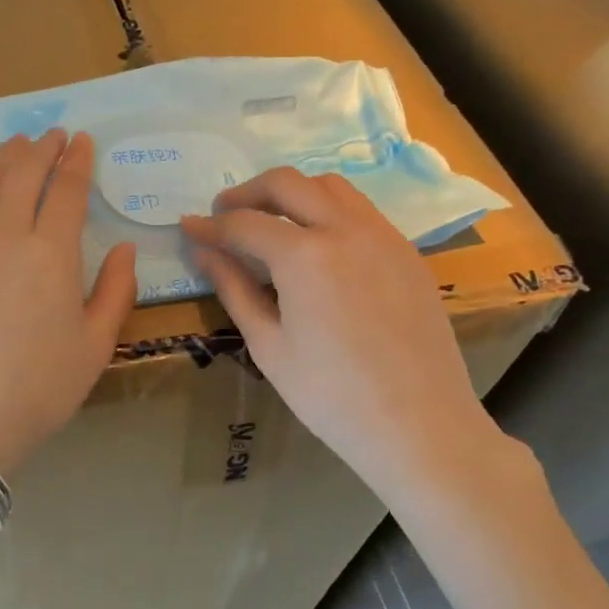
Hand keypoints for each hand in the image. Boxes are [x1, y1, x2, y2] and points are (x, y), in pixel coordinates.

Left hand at [0, 130, 136, 474]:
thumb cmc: (36, 390)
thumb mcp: (95, 347)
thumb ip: (117, 291)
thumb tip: (124, 247)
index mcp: (50, 253)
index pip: (66, 189)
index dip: (76, 161)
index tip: (82, 142)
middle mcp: (1, 233)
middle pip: (22, 172)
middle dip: (42, 147)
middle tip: (52, 135)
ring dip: (2, 156)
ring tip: (15, 146)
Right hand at [181, 168, 518, 500]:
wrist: (419, 425)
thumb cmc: (331, 395)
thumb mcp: (269, 344)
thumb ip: (233, 288)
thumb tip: (203, 251)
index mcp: (304, 255)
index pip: (244, 224)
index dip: (210, 226)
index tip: (189, 228)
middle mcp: (344, 229)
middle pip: (287, 183)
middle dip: (248, 193)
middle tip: (226, 215)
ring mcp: (382, 235)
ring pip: (330, 186)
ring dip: (293, 193)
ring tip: (272, 222)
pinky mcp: (407, 251)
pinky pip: (361, 210)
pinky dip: (329, 210)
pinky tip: (319, 245)